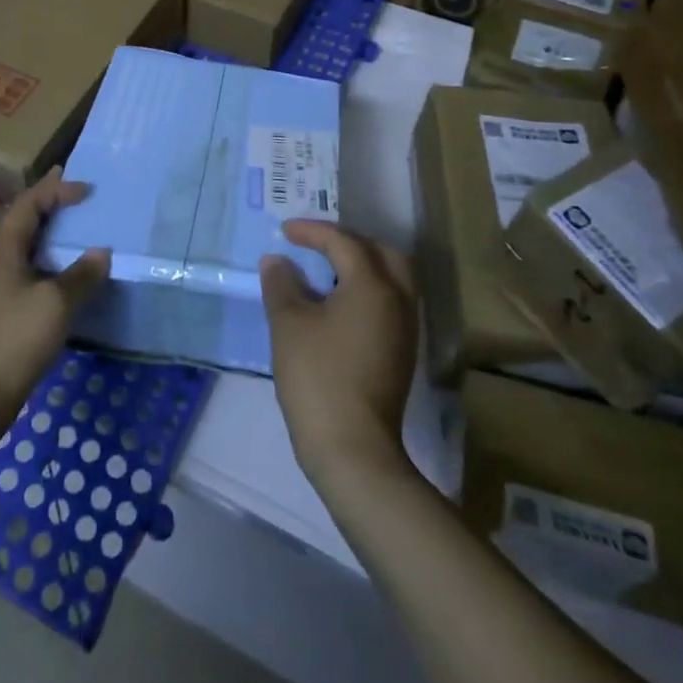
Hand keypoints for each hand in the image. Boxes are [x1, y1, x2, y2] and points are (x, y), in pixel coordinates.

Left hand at [0, 167, 107, 440]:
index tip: (86, 189)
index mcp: (2, 249)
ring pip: (21, 249)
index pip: (28, 204)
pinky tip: (60, 278)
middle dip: (47, 205)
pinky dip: (44, 263)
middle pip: (20, 222)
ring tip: (73, 231)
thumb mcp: (55, 304)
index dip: (55, 190)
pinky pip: (23, 273)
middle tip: (75, 194)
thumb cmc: (13, 339)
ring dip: (46, 235)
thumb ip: (81, 275)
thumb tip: (101, 252)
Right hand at [261, 221, 418, 490]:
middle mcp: (397, 300)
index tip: (285, 232)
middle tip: (317, 245)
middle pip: (383, 253)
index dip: (313, 232)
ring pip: (393, 279)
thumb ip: (282, 284)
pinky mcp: (401, 354)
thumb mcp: (288, 324)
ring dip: (362, 266)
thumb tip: (278, 261)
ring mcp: (404, 330)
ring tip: (326, 270)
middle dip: (350, 242)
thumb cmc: (318, 377)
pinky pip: (389, 303)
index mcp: (373, 285)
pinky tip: (338, 305)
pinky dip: (367, 290)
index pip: (344, 242)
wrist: (353, 450)